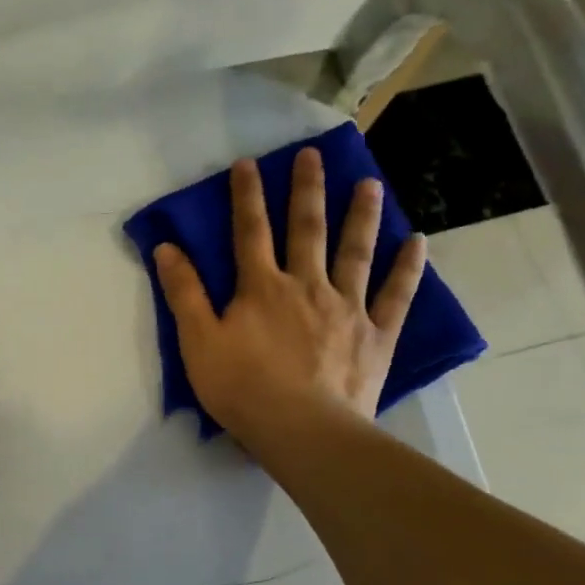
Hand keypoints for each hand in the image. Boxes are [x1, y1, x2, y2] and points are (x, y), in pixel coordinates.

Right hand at [153, 149, 425, 443]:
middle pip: (307, 229)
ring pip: (355, 252)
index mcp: (261, 288)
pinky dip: (407, 268)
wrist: (302, 429)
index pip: (250, 232)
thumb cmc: (242, 388)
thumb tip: (166, 247)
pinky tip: (417, 241)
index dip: (247, 196)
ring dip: (362, 215)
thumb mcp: (198, 341)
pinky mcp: (377, 334)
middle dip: (307, 190)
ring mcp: (347, 307)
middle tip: (314, 155)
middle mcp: (307, 285)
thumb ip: (184, 293)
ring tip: (370, 183)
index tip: (247, 163)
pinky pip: (396, 295)